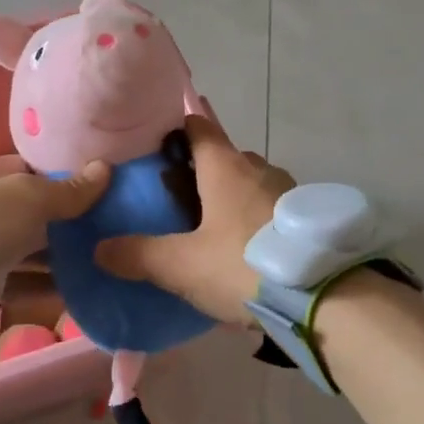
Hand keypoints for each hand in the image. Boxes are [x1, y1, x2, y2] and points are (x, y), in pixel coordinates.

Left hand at [0, 155, 108, 331]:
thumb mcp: (27, 198)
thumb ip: (68, 190)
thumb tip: (106, 169)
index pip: (35, 172)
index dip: (69, 180)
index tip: (106, 192)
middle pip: (35, 213)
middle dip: (70, 222)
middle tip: (115, 230)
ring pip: (30, 250)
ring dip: (62, 258)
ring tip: (106, 262)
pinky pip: (20, 283)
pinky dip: (46, 287)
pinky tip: (81, 291)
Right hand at [94, 114, 294, 323]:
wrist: (324, 296)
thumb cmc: (243, 265)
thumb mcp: (182, 266)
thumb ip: (139, 255)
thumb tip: (99, 248)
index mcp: (226, 167)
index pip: (198, 127)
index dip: (176, 131)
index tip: (157, 148)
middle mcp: (259, 168)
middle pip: (224, 158)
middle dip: (202, 172)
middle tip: (179, 201)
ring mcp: (289, 191)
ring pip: (251, 184)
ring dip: (233, 197)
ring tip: (213, 230)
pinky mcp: (308, 218)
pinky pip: (273, 208)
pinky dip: (257, 219)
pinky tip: (247, 250)